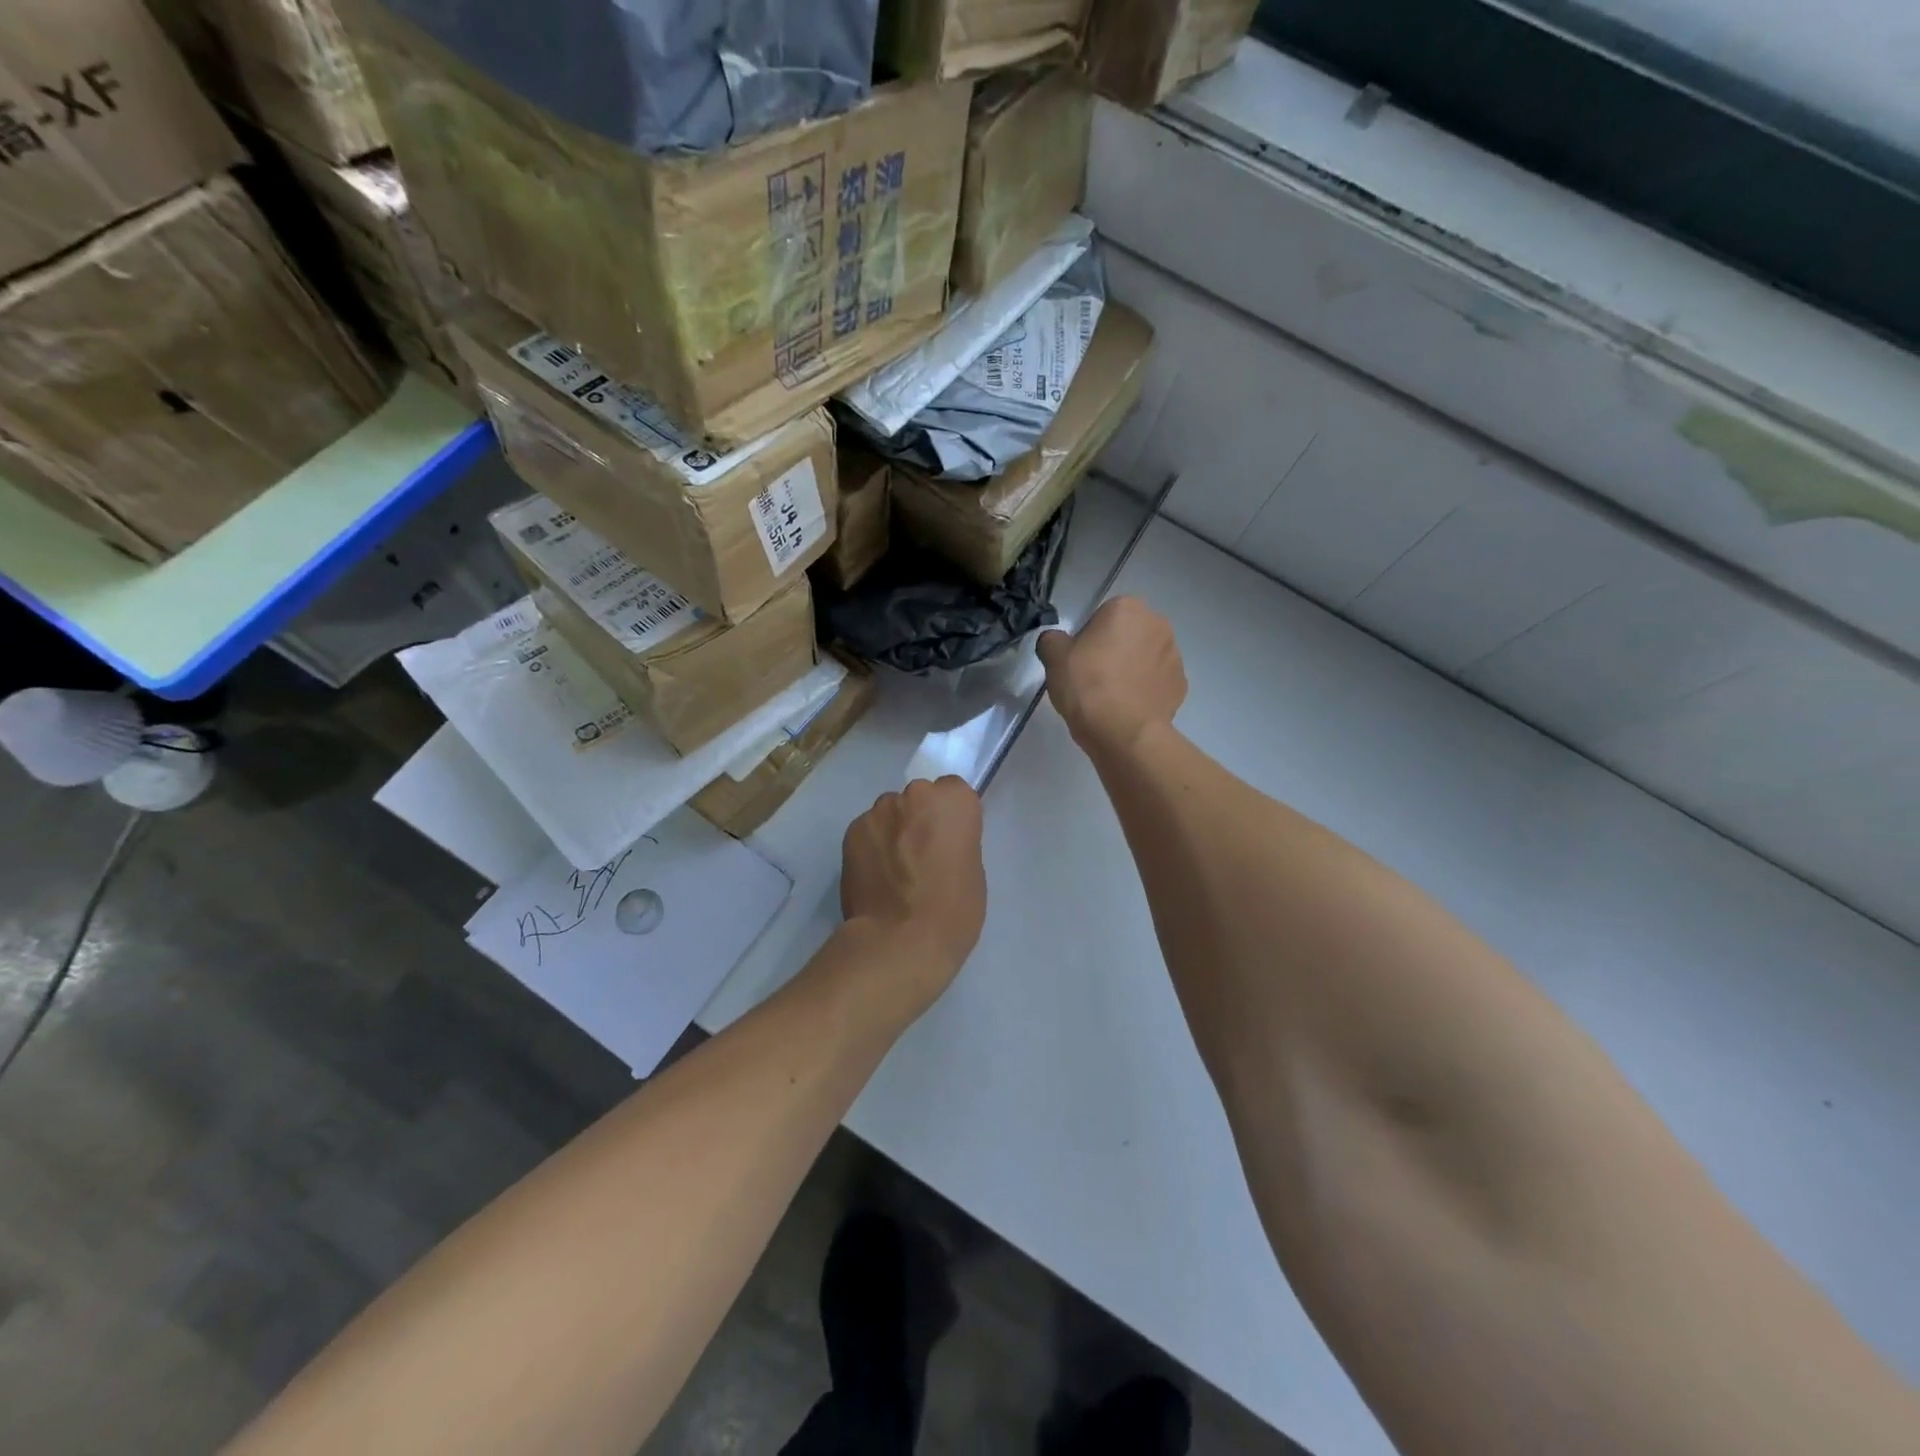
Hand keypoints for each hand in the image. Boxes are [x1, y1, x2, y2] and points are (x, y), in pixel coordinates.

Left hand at [840, 776, 986, 1011]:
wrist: (900, 940)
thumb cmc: (953, 910)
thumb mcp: (973, 870)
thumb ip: (956, 842)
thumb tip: (937, 843)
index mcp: (953, 800)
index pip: (953, 792)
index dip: (950, 818)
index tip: (949, 841)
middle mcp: (915, 794)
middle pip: (918, 799)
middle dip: (918, 819)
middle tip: (920, 856)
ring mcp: (878, 812)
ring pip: (889, 815)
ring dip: (892, 832)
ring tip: (894, 871)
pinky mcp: (851, 832)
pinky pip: (867, 833)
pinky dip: (871, 848)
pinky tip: (874, 877)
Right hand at [1037, 596, 1186, 758]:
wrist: (1124, 732)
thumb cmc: (1087, 685)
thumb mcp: (1054, 657)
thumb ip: (1052, 640)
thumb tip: (1056, 641)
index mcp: (1128, 608)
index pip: (1102, 616)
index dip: (1087, 638)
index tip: (1078, 661)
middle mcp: (1157, 624)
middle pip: (1128, 634)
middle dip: (1114, 650)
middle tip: (1092, 678)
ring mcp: (1175, 655)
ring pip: (1145, 657)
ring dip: (1132, 669)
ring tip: (1111, 697)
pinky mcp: (1181, 685)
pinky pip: (1157, 682)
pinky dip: (1145, 691)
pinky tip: (1128, 709)